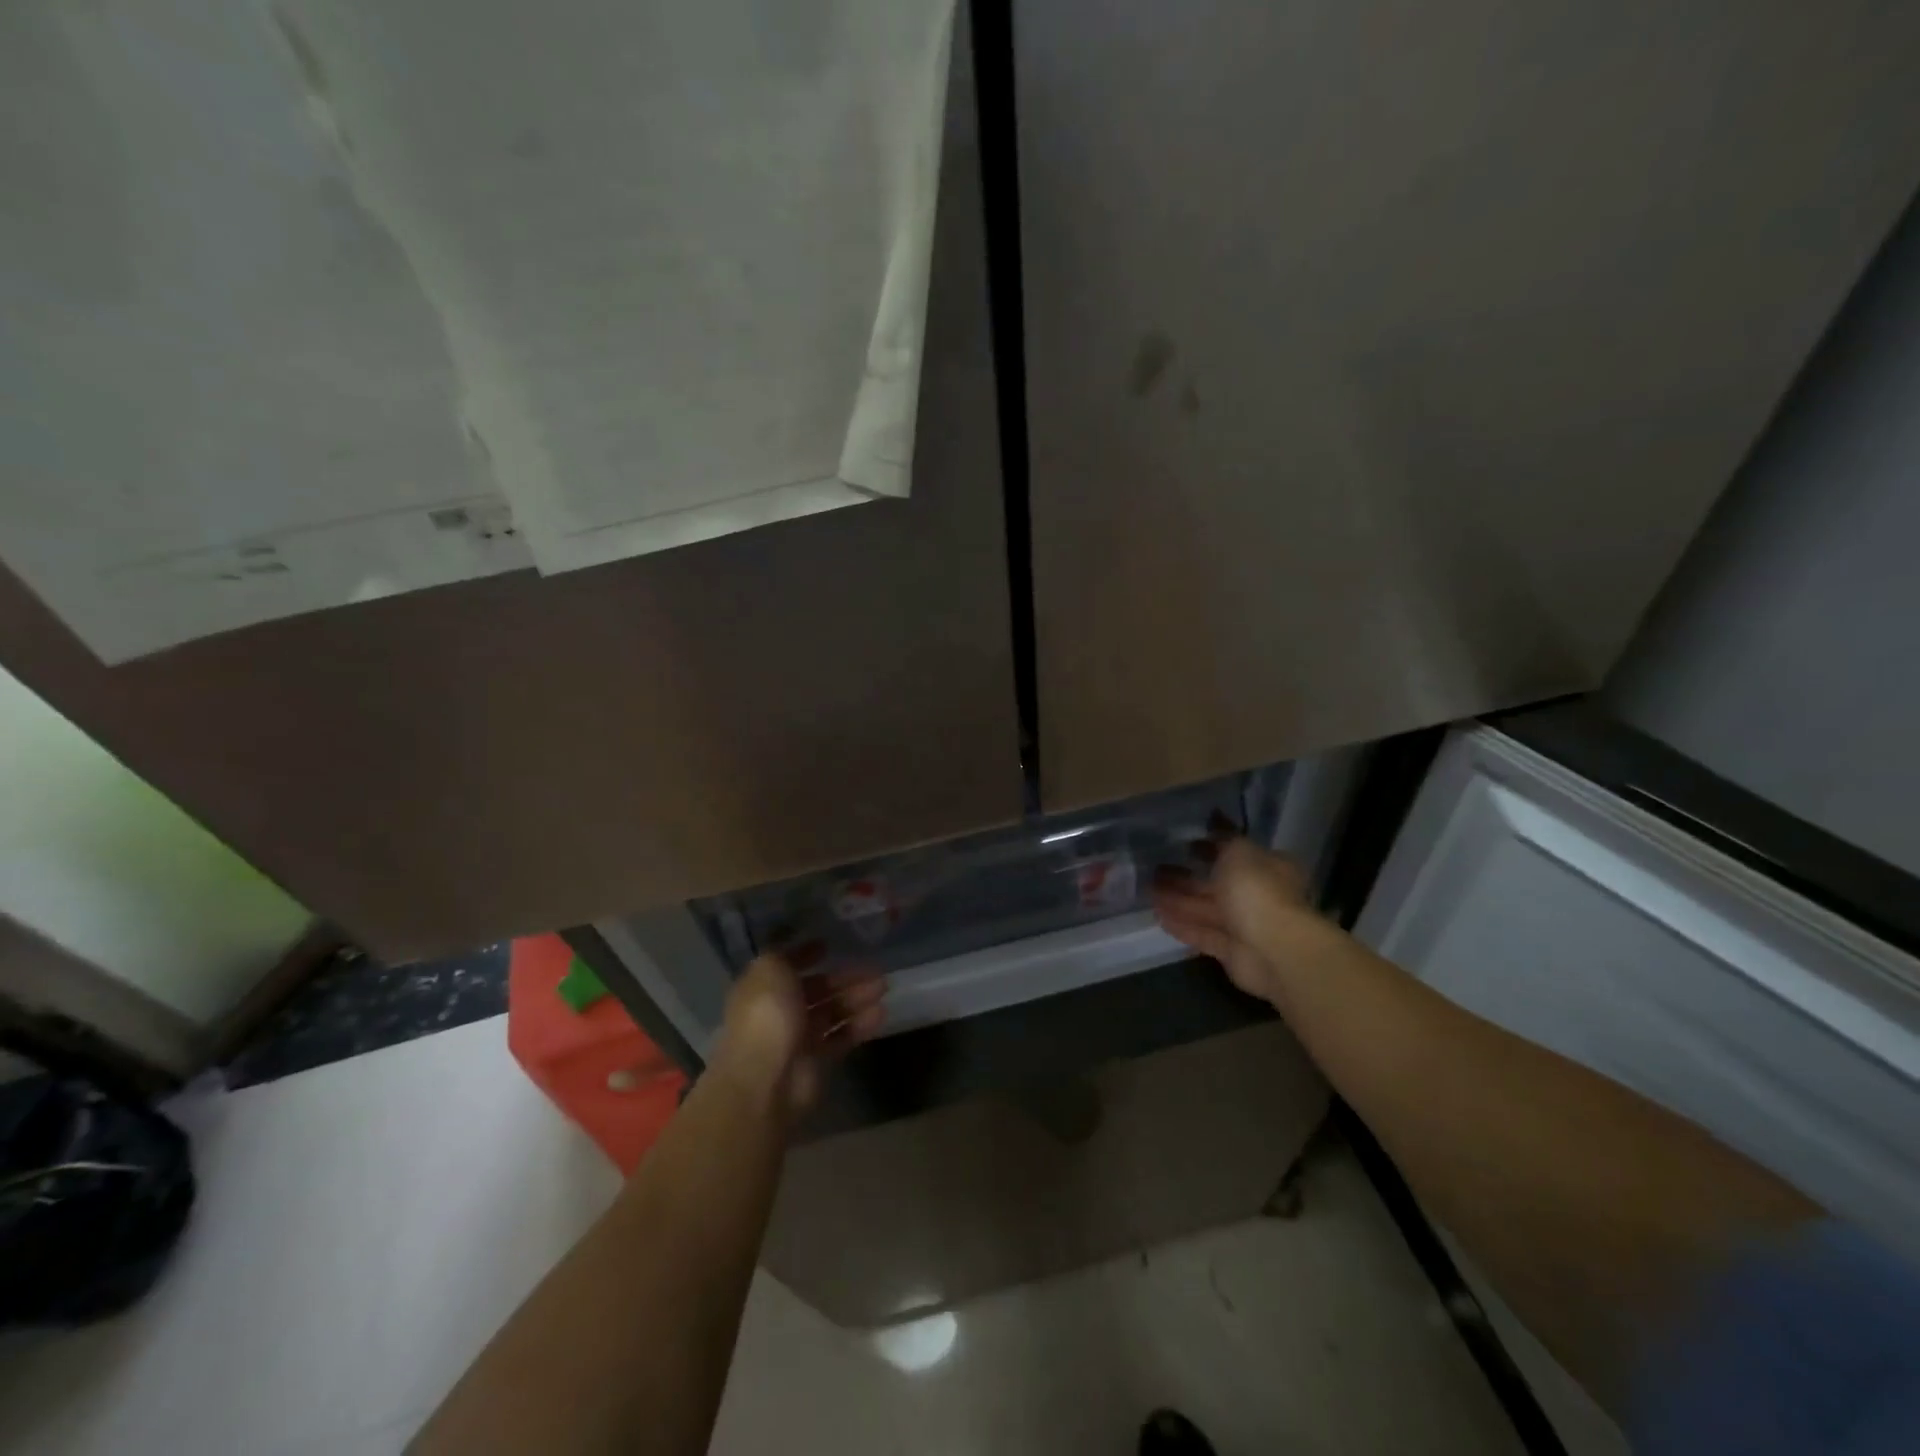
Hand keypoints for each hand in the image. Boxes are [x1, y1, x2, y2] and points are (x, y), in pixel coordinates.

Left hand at [709, 951, 884, 1120]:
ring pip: (832, 1011)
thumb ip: (784, 956)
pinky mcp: (817, 1061)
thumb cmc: (766, 1016)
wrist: (766, 1080)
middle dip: (844, 978)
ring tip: (883, 987)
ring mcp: (798, 1037)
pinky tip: (880, 1014)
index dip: (804, 955)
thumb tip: (797, 952)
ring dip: (856, 998)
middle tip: (875, 970)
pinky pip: (842, 1036)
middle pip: (816, 989)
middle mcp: (779, 1011)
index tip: (828, 946)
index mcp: (762, 988)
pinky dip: (860, 1025)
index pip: (785, 966)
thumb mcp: (769, 970)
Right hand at [1152, 835, 1319, 1004]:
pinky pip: (1203, 934)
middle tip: (1156, 869)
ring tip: (1148, 891)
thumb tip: (1216, 817)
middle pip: (1218, 884)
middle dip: (1187, 877)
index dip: (1211, 847)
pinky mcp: (1232, 951)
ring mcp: (1246, 926)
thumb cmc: (1257, 891)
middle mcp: (1259, 895)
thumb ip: (1223, 837)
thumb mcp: (1239, 852)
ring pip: (1207, 909)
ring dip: (1179, 900)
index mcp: (1268, 868)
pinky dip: (1183, 925)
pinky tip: (1159, 916)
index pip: (1236, 854)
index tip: (1184, 844)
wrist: (1274, 950)